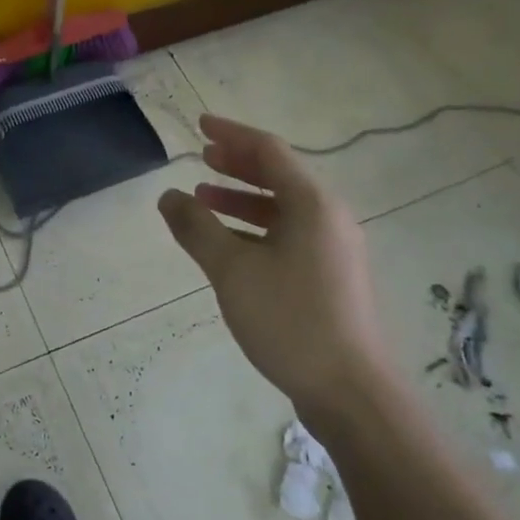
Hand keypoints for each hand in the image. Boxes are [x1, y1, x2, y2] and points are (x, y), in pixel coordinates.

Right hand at [158, 115, 386, 418]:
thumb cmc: (290, 320)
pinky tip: (230, 243)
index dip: (231, 135)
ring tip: (205, 196)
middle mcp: (329, 217)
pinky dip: (257, 227)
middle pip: (280, 175)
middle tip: (202, 157)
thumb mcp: (232, 270)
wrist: (351, 393)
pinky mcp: (332, 276)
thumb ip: (197, 228)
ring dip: (244, 197)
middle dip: (238, 163)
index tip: (200, 125)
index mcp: (312, 204)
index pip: (268, 151)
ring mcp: (334, 248)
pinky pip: (289, 233)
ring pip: (284, 207)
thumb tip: (168, 197)